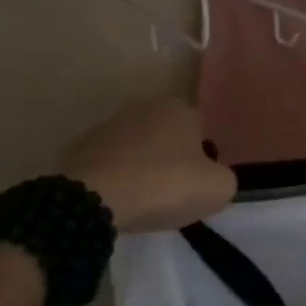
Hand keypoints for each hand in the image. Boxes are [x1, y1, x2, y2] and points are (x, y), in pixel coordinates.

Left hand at [59, 98, 236, 232]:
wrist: (94, 199)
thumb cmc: (164, 185)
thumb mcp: (217, 189)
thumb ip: (225, 178)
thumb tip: (214, 177)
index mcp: (179, 108)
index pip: (201, 130)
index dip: (202, 159)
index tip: (195, 185)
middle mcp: (144, 106)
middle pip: (167, 135)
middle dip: (170, 158)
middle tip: (171, 192)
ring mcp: (109, 123)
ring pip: (136, 147)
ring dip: (140, 166)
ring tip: (141, 199)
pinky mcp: (81, 145)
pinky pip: (109, 162)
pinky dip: (114, 176)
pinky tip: (115, 199)